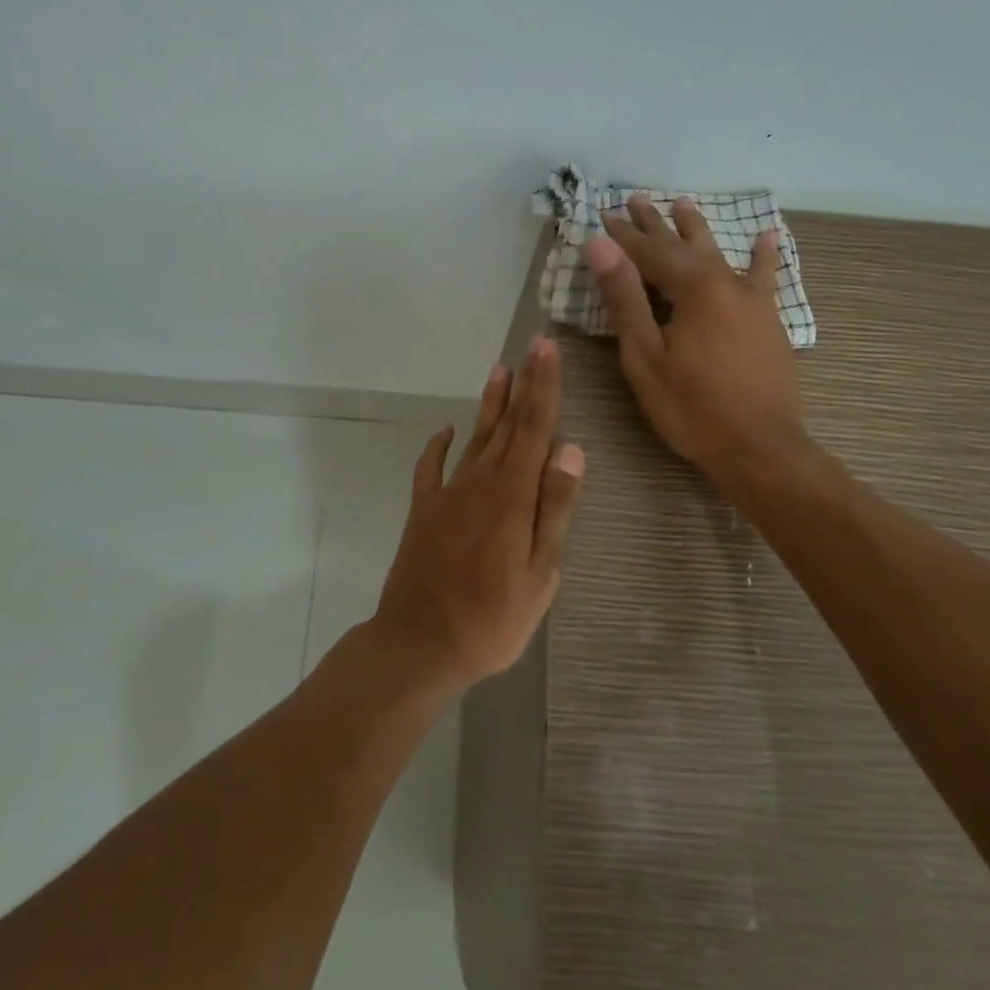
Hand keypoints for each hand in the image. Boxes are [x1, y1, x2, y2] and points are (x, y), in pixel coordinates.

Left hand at [372, 338, 584, 691]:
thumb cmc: (492, 618)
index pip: (535, 428)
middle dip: (524, 383)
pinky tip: (447, 430)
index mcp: (512, 495)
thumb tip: (570, 450)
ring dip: (489, 404)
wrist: (419, 643)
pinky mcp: (423, 510)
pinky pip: (431, 467)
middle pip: (507, 424)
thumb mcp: (539, 574)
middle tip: (533, 346)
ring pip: (474, 437)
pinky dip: (439, 445)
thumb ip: (553, 509)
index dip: (544, 386)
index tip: (548, 349)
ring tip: (500, 371)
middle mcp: (480, 481)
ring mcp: (447, 493)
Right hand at [587, 194, 811, 487]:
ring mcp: (751, 299)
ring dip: (697, 229)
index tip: (602, 216)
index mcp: (692, 289)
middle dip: (656, 223)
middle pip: (683, 245)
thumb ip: (624, 297)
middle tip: (635, 199)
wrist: (760, 448)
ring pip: (718, 253)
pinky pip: (764, 276)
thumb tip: (600, 245)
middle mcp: (725, 282)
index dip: (623, 235)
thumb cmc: (691, 407)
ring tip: (683, 203)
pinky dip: (764, 255)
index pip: (648, 252)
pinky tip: (768, 236)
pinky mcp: (767, 318)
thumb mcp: (645, 356)